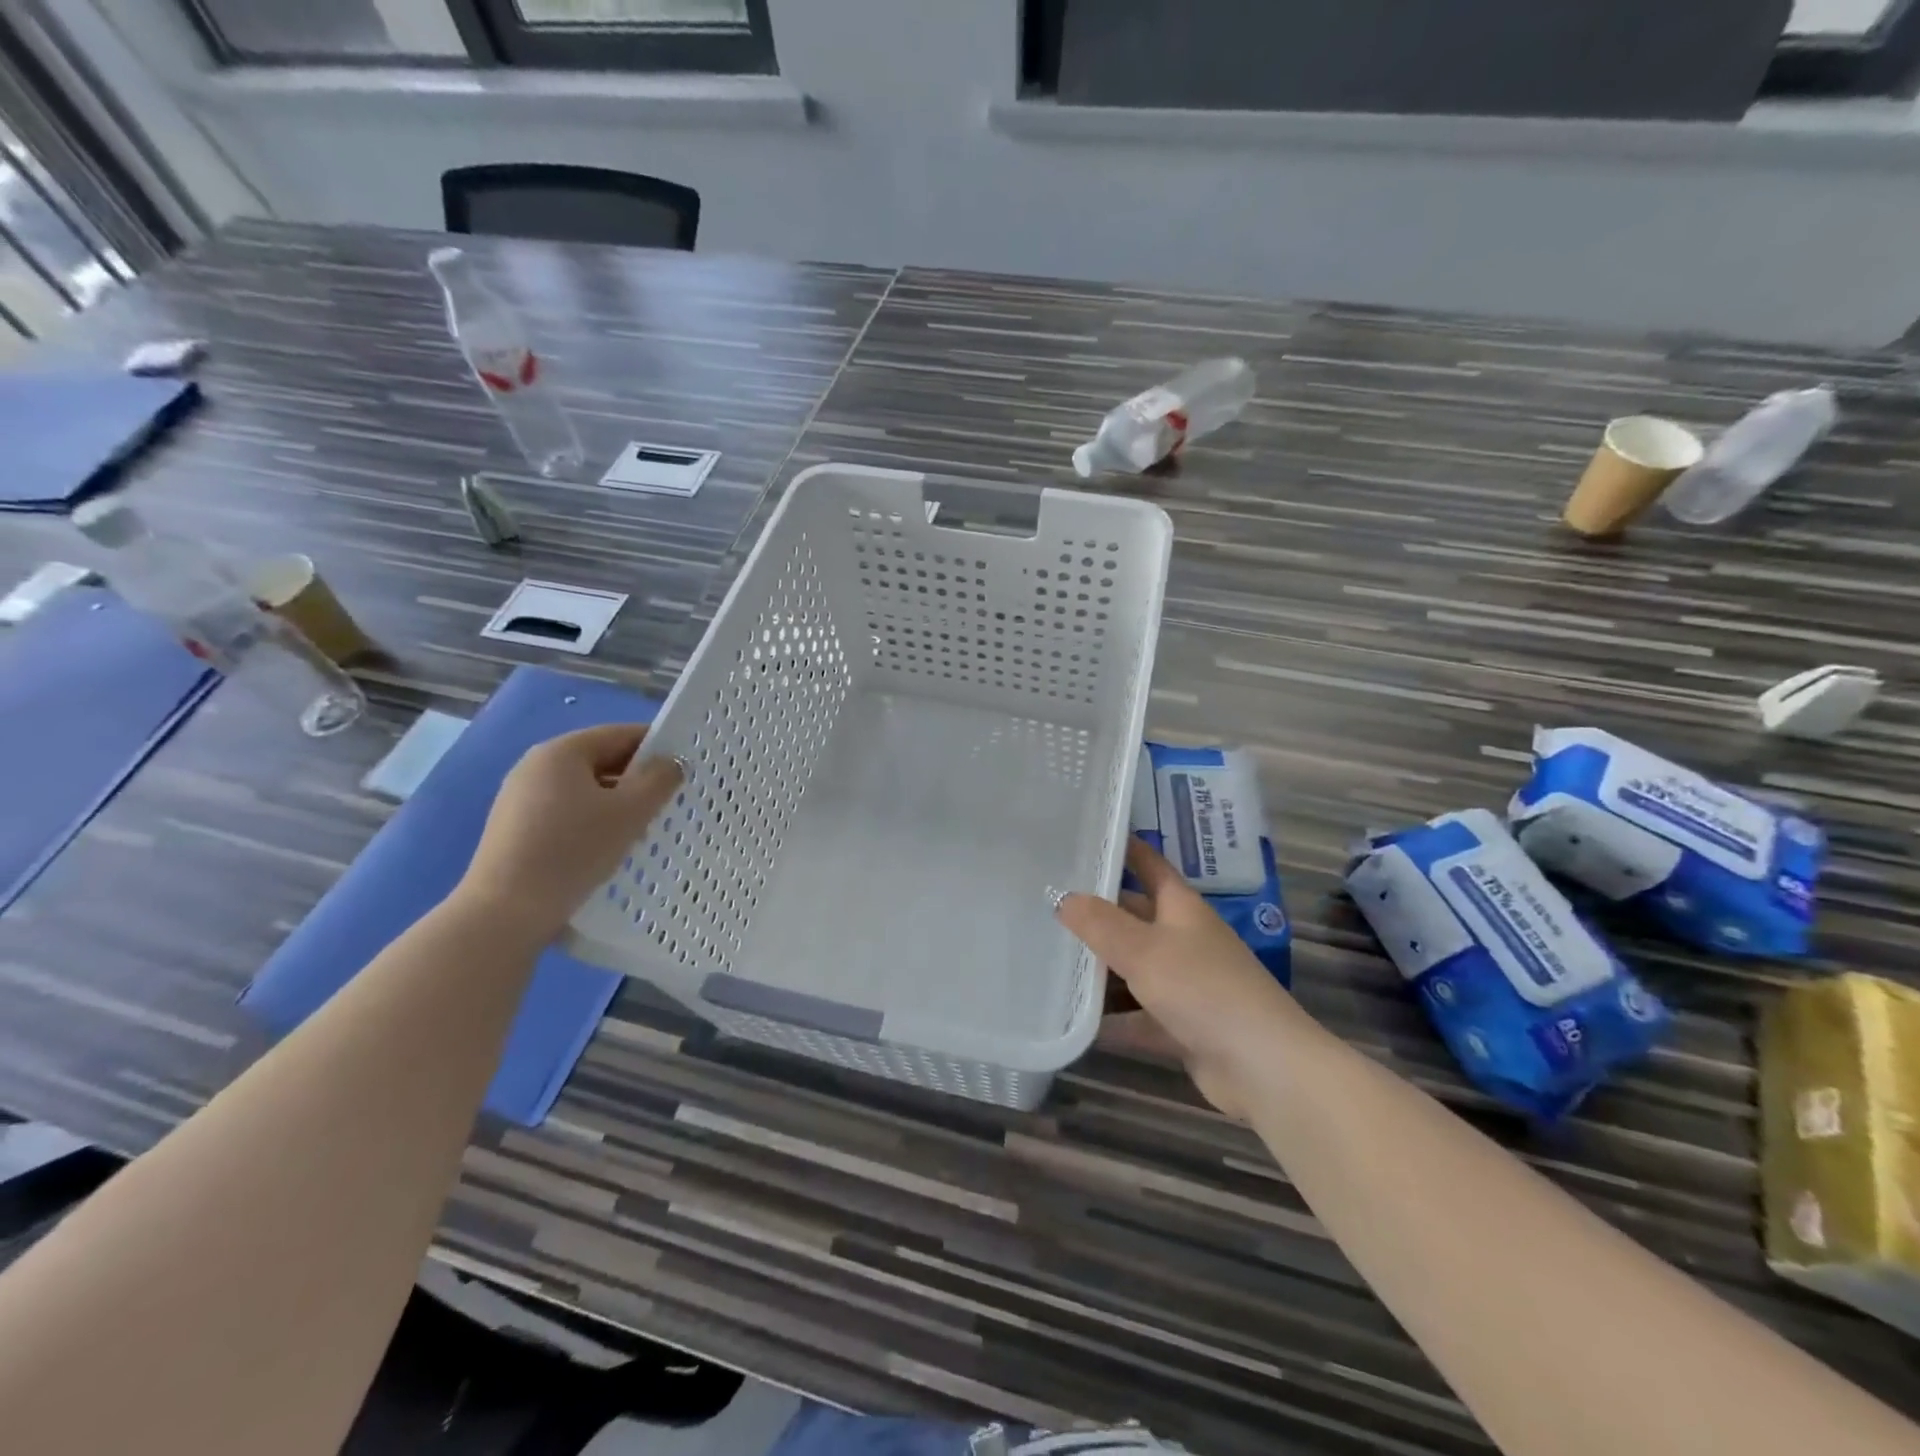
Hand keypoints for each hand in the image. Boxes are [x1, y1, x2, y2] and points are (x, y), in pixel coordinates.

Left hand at [459, 724, 681, 941]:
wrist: (506, 912)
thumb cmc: (574, 850)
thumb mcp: (630, 812)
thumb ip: (658, 780)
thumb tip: (672, 763)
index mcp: (561, 751)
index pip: (620, 734)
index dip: (657, 745)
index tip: (684, 767)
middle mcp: (536, 766)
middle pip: (601, 759)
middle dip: (637, 777)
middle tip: (670, 800)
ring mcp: (520, 797)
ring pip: (584, 788)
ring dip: (617, 801)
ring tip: (643, 827)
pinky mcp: (516, 828)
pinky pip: (566, 811)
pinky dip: (593, 820)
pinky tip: (608, 846)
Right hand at [1057, 837, 1299, 1117]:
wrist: (1263, 1066)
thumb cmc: (1203, 989)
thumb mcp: (1143, 949)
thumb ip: (1100, 923)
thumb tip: (1062, 898)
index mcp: (1181, 908)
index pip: (1149, 864)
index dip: (1124, 848)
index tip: (1088, 834)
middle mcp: (1184, 939)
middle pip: (1134, 917)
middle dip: (1096, 912)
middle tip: (1046, 904)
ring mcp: (1185, 984)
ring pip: (1134, 968)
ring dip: (1100, 968)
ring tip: (1049, 959)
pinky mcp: (1182, 1026)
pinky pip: (1138, 1016)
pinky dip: (1112, 1018)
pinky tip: (1073, 1020)